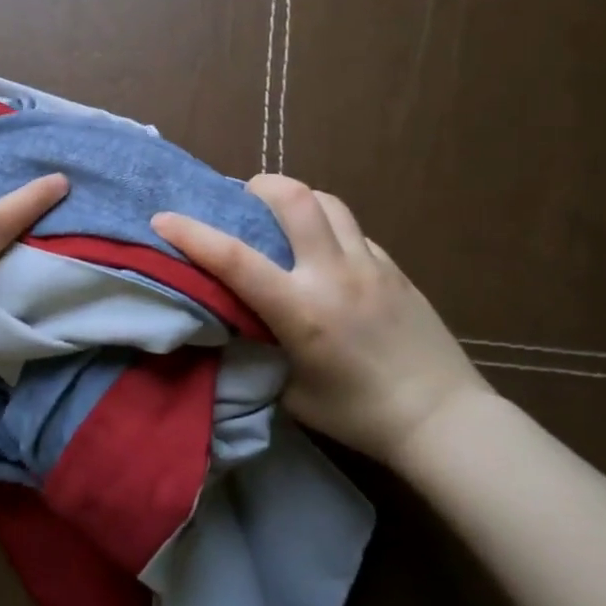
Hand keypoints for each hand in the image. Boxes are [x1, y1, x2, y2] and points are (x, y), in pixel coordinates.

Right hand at [153, 175, 492, 463]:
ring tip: (283, 218)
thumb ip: (260, 351)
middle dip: (259, 186)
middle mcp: (334, 275)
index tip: (163, 218)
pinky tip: (325, 254)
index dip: (193, 234)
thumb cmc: (359, 415)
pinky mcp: (395, 268)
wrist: (442, 418)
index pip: (235, 259)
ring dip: (298, 199)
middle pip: (295, 198)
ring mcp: (370, 265)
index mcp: (301, 311)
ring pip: (329, 202)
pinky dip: (328, 228)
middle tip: (243, 200)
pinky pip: (353, 230)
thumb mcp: (291, 393)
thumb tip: (236, 323)